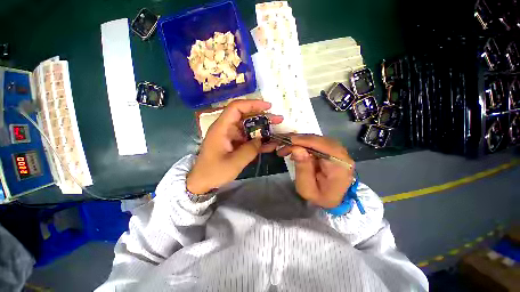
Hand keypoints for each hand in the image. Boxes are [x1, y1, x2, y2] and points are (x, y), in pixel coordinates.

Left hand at [186, 100, 282, 194]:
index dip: (252, 104)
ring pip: (248, 128)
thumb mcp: (234, 163)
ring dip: (262, 129)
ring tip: (277, 132)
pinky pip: (247, 139)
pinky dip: (258, 141)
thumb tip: (260, 139)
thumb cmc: (214, 172)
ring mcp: (230, 136)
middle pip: (245, 116)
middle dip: (262, 117)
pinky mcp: (234, 144)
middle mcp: (226, 128)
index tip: (268, 107)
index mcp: (222, 128)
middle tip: (278, 119)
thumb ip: (250, 150)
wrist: (202, 182)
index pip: (236, 108)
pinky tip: (270, 145)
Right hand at [277, 134, 354, 207]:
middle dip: (298, 140)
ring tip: (286, 148)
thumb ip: (302, 169)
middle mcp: (342, 154)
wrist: (333, 198)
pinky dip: (304, 143)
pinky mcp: (332, 149)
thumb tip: (296, 148)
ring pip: (316, 138)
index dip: (305, 141)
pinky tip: (294, 150)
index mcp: (340, 166)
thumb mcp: (307, 188)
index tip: (288, 140)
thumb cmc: (320, 197)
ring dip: (299, 141)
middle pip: (319, 139)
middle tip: (282, 144)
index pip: (323, 146)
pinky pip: (316, 142)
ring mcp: (338, 150)